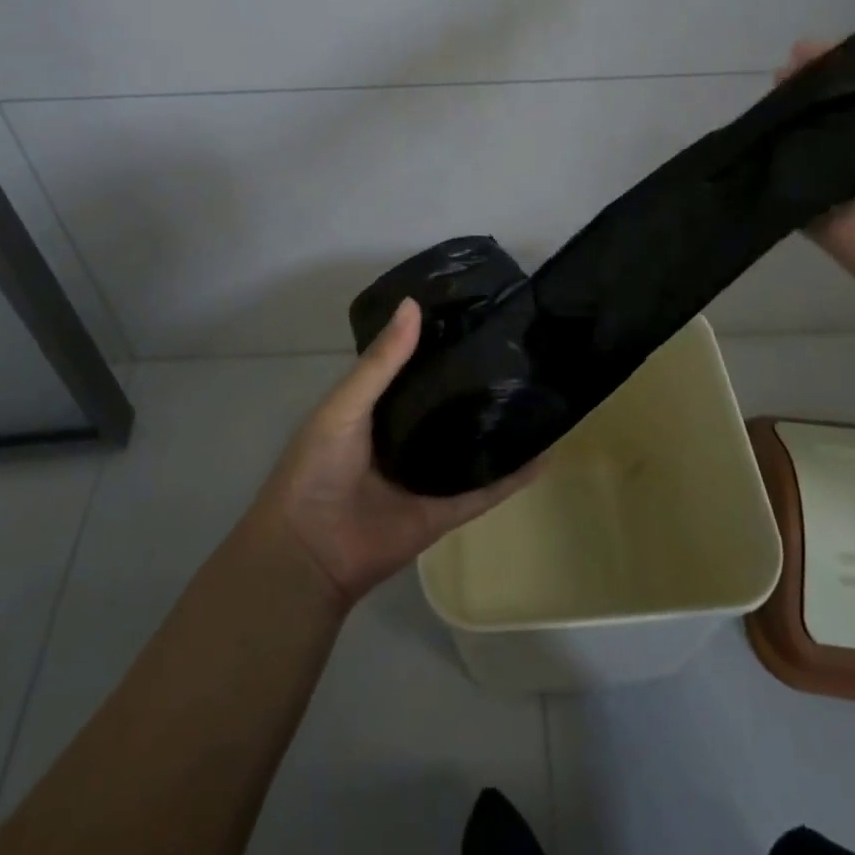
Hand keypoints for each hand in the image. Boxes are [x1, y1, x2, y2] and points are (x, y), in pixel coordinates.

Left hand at [252, 299, 541, 609]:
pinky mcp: (446, 509)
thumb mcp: (346, 404)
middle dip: (478, 379)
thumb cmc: (317, 467)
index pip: (419, 366)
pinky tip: (546, 454)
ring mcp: (430, 473)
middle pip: (450, 403)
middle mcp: (409, 435)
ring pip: (473, 443)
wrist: (308, 551)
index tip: (480, 311)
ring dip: (501, 425)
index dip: (444, 341)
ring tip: (541, 390)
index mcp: (381, 407)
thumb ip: (381, 361)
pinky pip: (485, 490)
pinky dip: (514, 476)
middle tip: (521, 345)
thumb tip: (413, 303)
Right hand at [778, 35, 854, 351]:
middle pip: (849, 116)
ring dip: (796, 114)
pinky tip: (763, 127)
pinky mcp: (827, 221)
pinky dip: (780, 161)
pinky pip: (799, 186)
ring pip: (818, 145)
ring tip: (779, 80)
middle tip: (799, 54)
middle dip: (823, 85)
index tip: (846, 39)